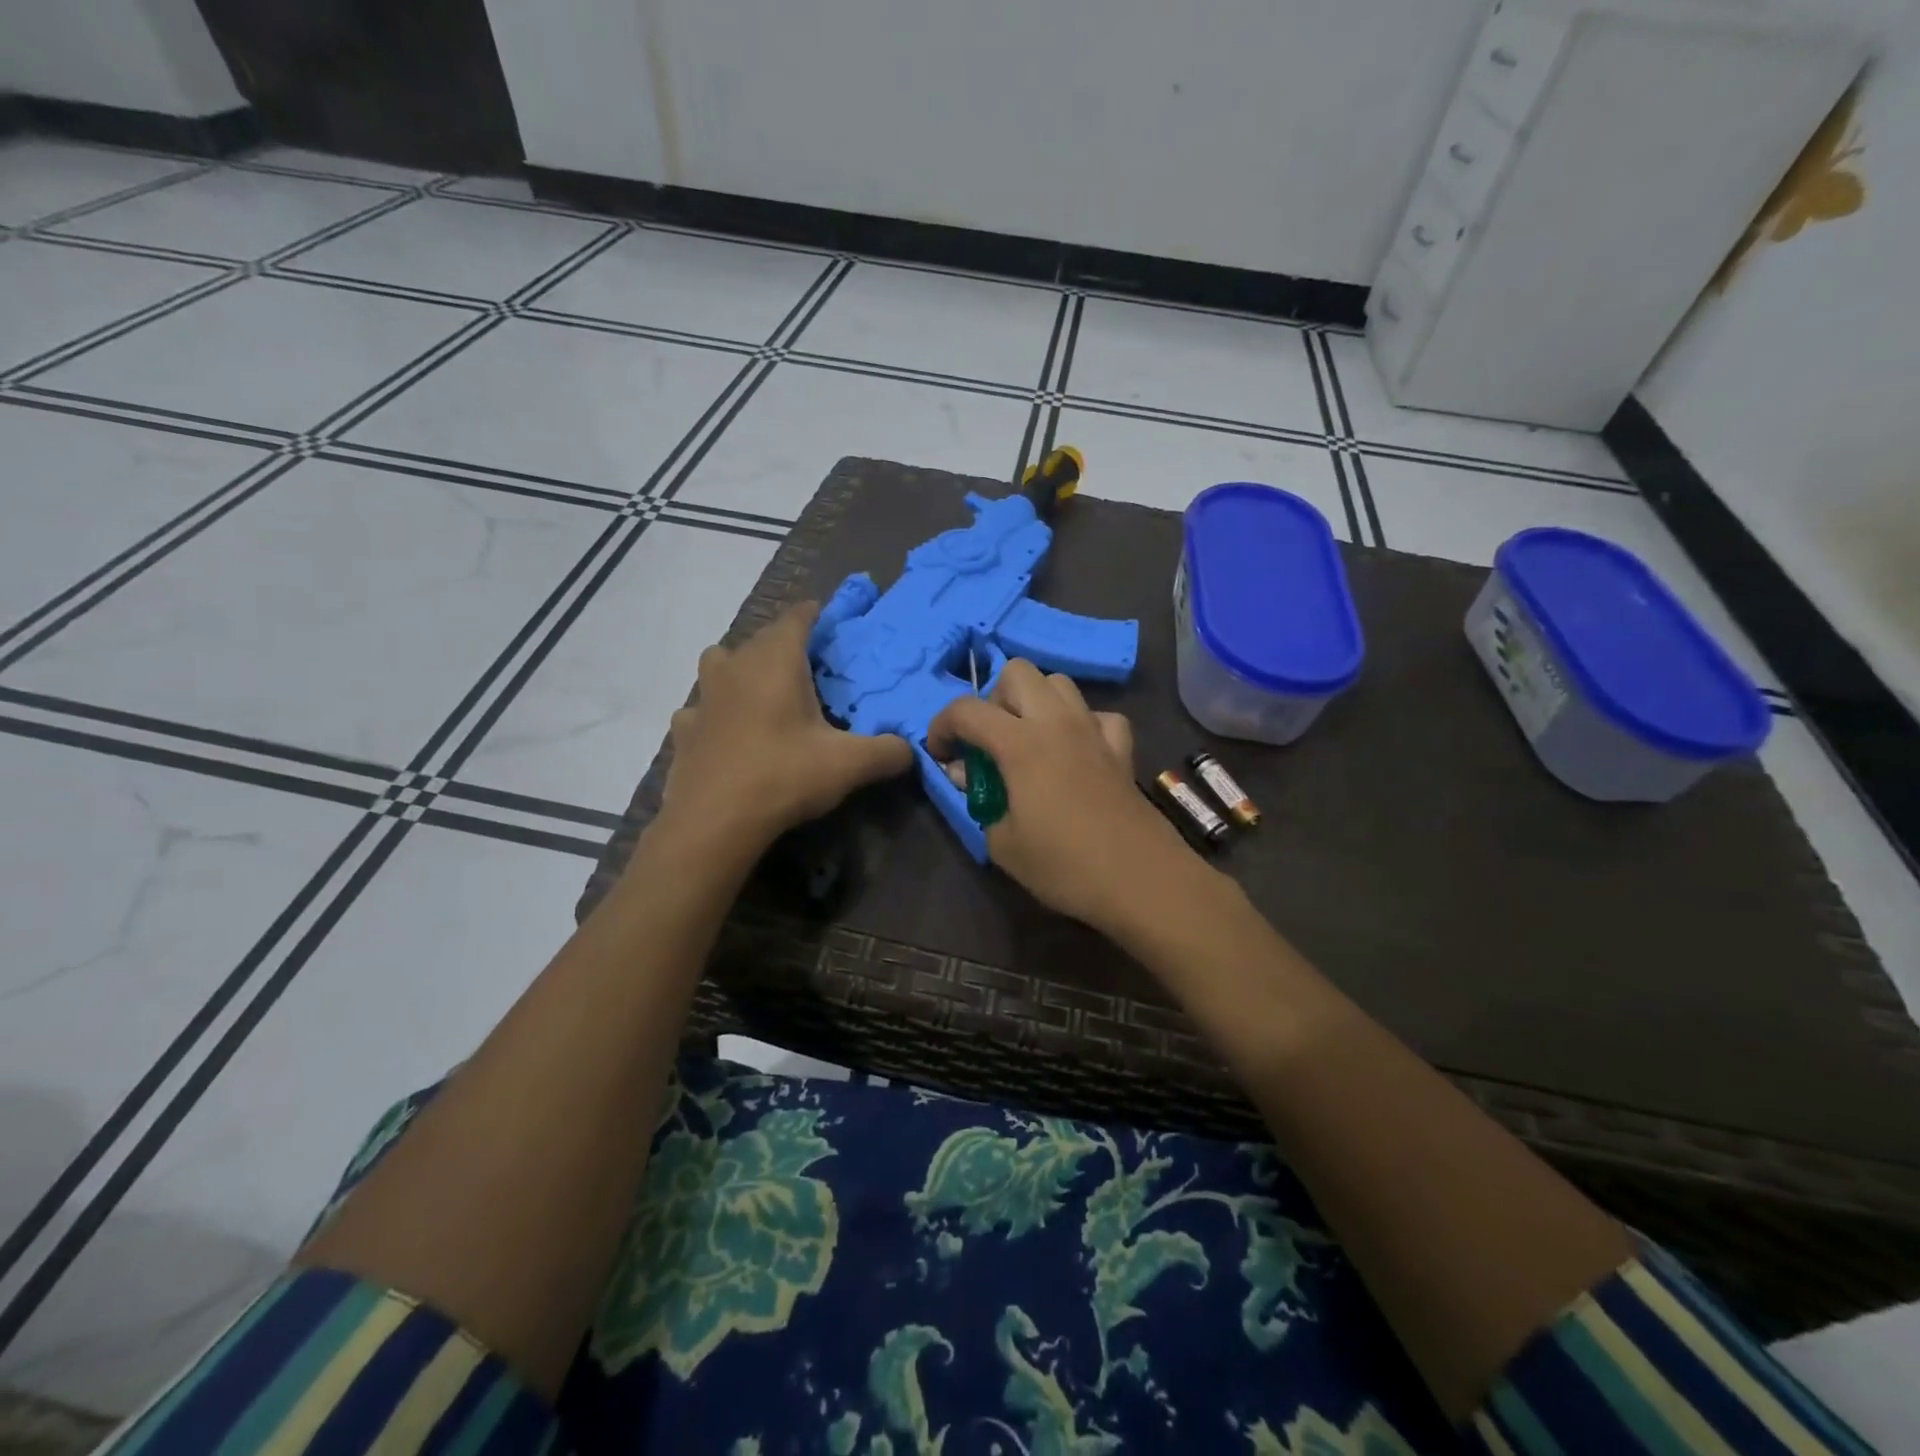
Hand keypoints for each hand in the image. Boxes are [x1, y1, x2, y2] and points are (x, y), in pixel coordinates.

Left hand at [660, 603, 912, 848]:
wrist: (714, 821)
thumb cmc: (784, 776)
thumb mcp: (849, 765)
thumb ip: (887, 752)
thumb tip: (911, 750)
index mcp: (776, 661)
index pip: (796, 618)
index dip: (813, 614)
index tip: (827, 617)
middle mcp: (736, 666)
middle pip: (760, 638)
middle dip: (783, 643)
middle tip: (808, 664)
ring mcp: (703, 697)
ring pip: (720, 663)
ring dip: (740, 668)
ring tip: (761, 690)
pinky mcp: (684, 729)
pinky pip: (700, 707)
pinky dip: (714, 711)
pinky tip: (727, 732)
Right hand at [927, 659, 1195, 926]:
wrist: (1140, 879)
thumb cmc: (1063, 865)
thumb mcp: (1003, 843)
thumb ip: (980, 798)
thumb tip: (968, 774)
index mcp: (1021, 743)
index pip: (967, 710)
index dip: (941, 726)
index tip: (940, 755)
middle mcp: (1057, 722)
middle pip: (1017, 672)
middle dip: (994, 699)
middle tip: (990, 742)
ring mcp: (1093, 730)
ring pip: (1059, 683)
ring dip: (1036, 702)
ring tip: (1029, 741)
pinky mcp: (1121, 748)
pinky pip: (1098, 715)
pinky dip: (1081, 724)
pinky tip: (1076, 752)